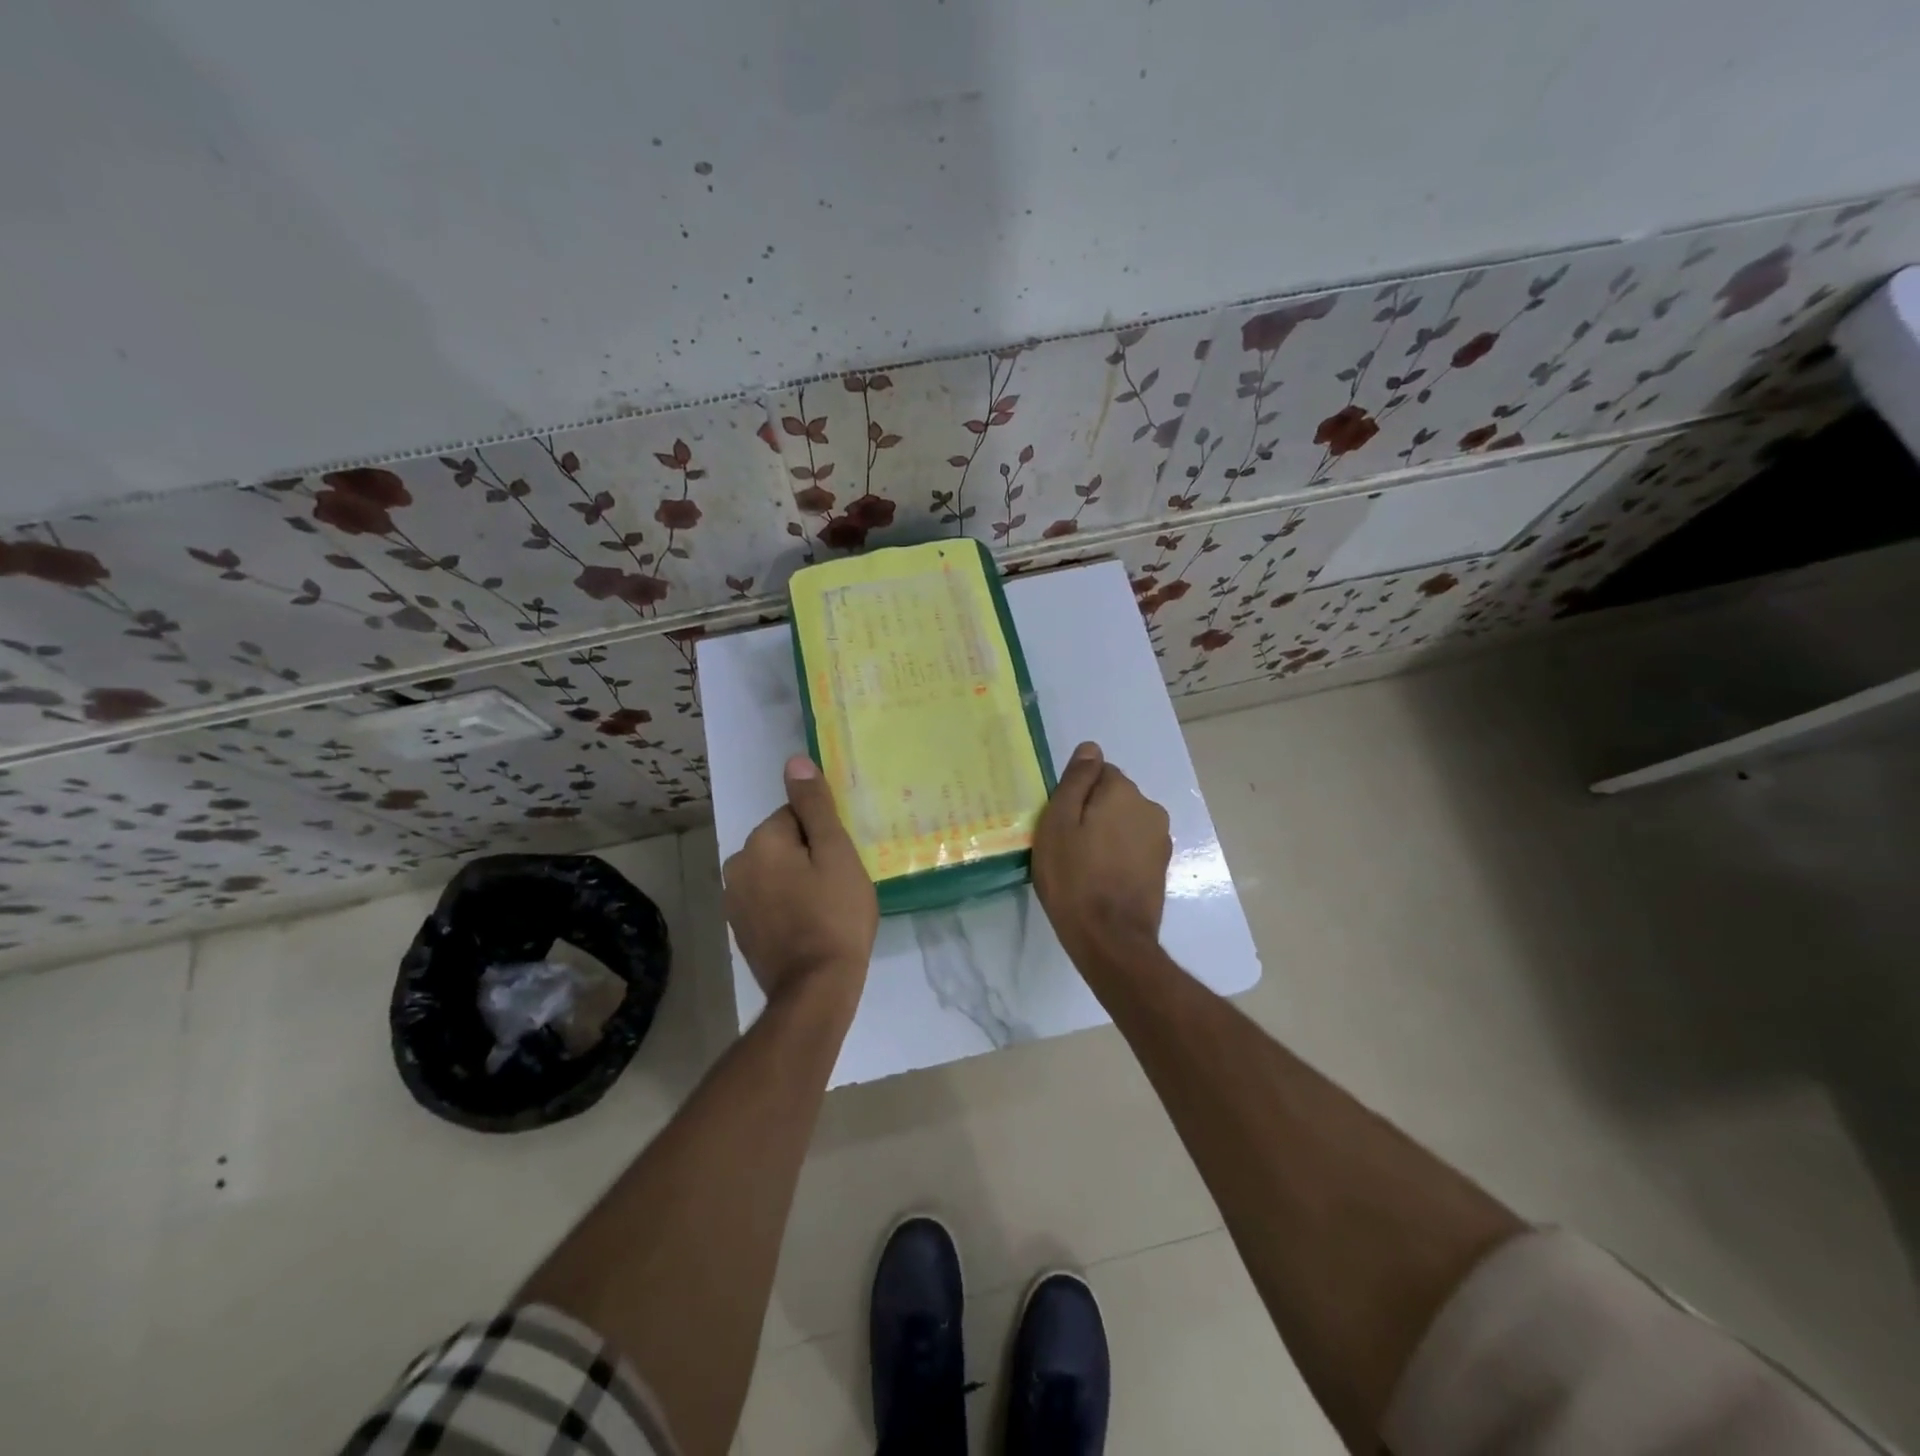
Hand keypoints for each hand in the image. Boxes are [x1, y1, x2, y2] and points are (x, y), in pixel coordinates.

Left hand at [723, 755, 878, 1009]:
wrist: (815, 988)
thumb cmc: (834, 915)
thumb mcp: (835, 853)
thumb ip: (815, 806)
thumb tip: (794, 762)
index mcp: (760, 842)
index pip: (796, 815)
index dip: (824, 836)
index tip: (841, 862)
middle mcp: (737, 865)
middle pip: (782, 842)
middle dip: (808, 856)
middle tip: (837, 885)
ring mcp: (733, 900)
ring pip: (774, 871)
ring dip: (796, 880)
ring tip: (825, 907)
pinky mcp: (740, 928)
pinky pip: (767, 899)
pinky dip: (785, 904)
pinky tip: (807, 925)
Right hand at [1032, 741, 1172, 963]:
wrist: (1110, 938)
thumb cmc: (1074, 877)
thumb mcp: (1059, 822)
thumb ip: (1077, 780)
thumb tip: (1091, 747)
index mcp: (1124, 792)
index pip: (1097, 772)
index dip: (1075, 795)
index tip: (1060, 822)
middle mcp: (1150, 808)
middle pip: (1113, 797)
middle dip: (1093, 812)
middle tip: (1067, 845)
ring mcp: (1160, 840)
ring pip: (1124, 823)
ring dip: (1107, 834)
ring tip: (1084, 865)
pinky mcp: (1161, 867)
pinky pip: (1133, 847)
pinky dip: (1118, 855)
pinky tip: (1102, 878)